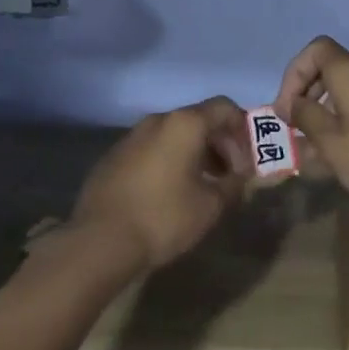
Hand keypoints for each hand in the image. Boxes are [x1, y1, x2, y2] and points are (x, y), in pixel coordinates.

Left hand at [70, 98, 250, 271]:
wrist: (99, 240)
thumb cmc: (163, 217)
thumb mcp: (210, 206)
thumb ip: (233, 186)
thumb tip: (241, 178)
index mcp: (185, 123)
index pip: (224, 108)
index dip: (242, 130)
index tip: (249, 159)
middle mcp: (158, 120)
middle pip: (199, 119)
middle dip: (220, 144)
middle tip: (230, 175)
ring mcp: (132, 136)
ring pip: (174, 134)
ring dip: (195, 153)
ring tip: (203, 185)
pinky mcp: (114, 156)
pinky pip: (152, 148)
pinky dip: (169, 161)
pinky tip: (170, 192)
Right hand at [274, 37, 348, 215]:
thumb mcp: (332, 143)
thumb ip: (306, 118)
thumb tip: (293, 104)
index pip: (315, 50)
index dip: (294, 74)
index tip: (286, 109)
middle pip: (329, 68)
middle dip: (306, 94)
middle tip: (294, 128)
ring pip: (346, 89)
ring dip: (324, 111)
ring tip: (313, 148)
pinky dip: (344, 118)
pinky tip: (340, 153)